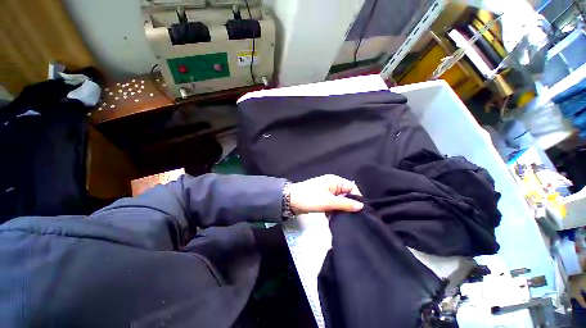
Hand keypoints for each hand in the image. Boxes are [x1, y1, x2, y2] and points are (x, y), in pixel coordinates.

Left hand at [289, 175, 363, 214]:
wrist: (291, 201)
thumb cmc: (310, 198)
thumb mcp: (329, 201)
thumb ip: (346, 204)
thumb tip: (361, 206)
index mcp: (335, 181)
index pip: (352, 187)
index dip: (357, 198)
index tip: (360, 211)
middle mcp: (332, 185)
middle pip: (346, 194)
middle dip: (350, 204)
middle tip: (354, 217)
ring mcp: (327, 192)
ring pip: (340, 200)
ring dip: (342, 208)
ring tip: (346, 219)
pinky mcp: (322, 198)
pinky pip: (333, 203)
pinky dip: (335, 209)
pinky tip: (337, 217)